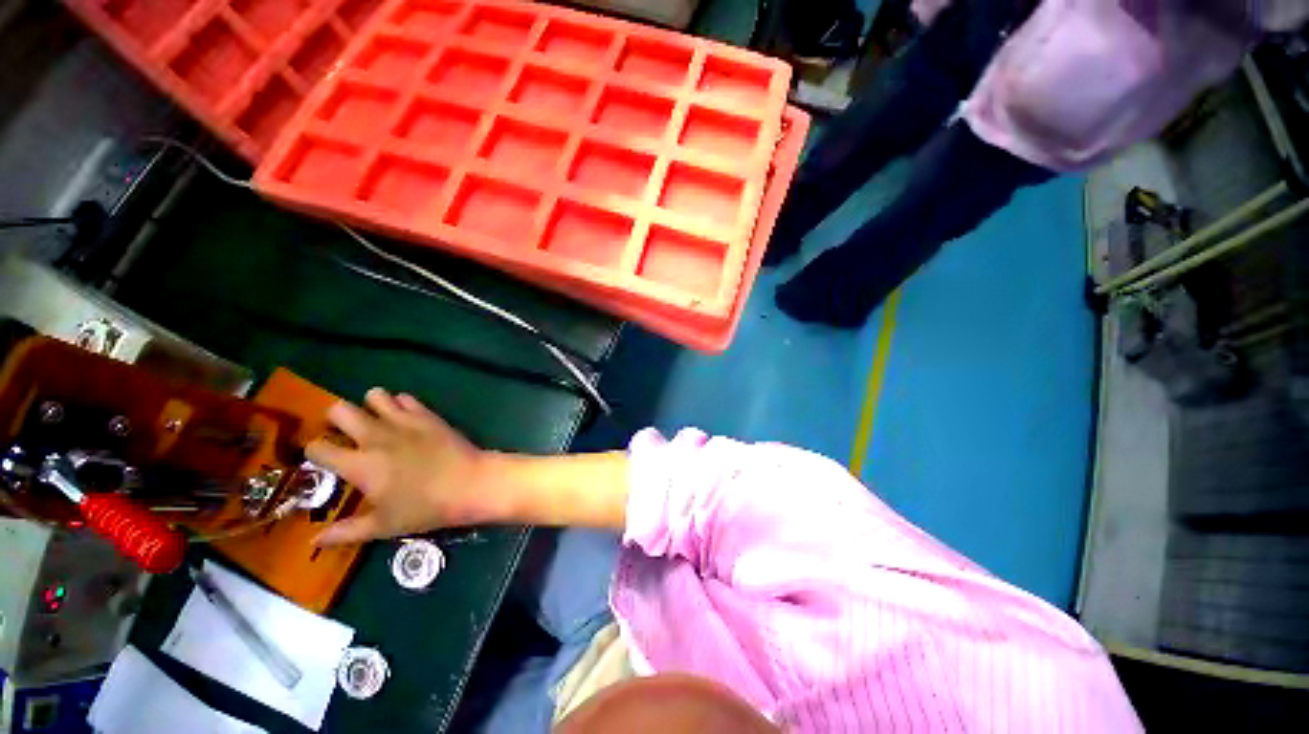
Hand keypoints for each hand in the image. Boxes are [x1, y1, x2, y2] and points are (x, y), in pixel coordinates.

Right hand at [306, 388, 497, 545]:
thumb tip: (314, 541)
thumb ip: (346, 532)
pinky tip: (406, 419)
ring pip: (374, 395)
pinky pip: (406, 397)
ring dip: (370, 406)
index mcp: (359, 464)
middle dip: (336, 419)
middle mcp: (375, 437)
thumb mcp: (383, 526)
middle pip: (339, 410)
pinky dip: (400, 404)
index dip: (315, 452)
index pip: (317, 447)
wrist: (471, 483)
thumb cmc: (426, 508)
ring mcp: (404, 421)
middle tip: (346, 434)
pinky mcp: (428, 415)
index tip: (324, 459)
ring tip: (377, 422)